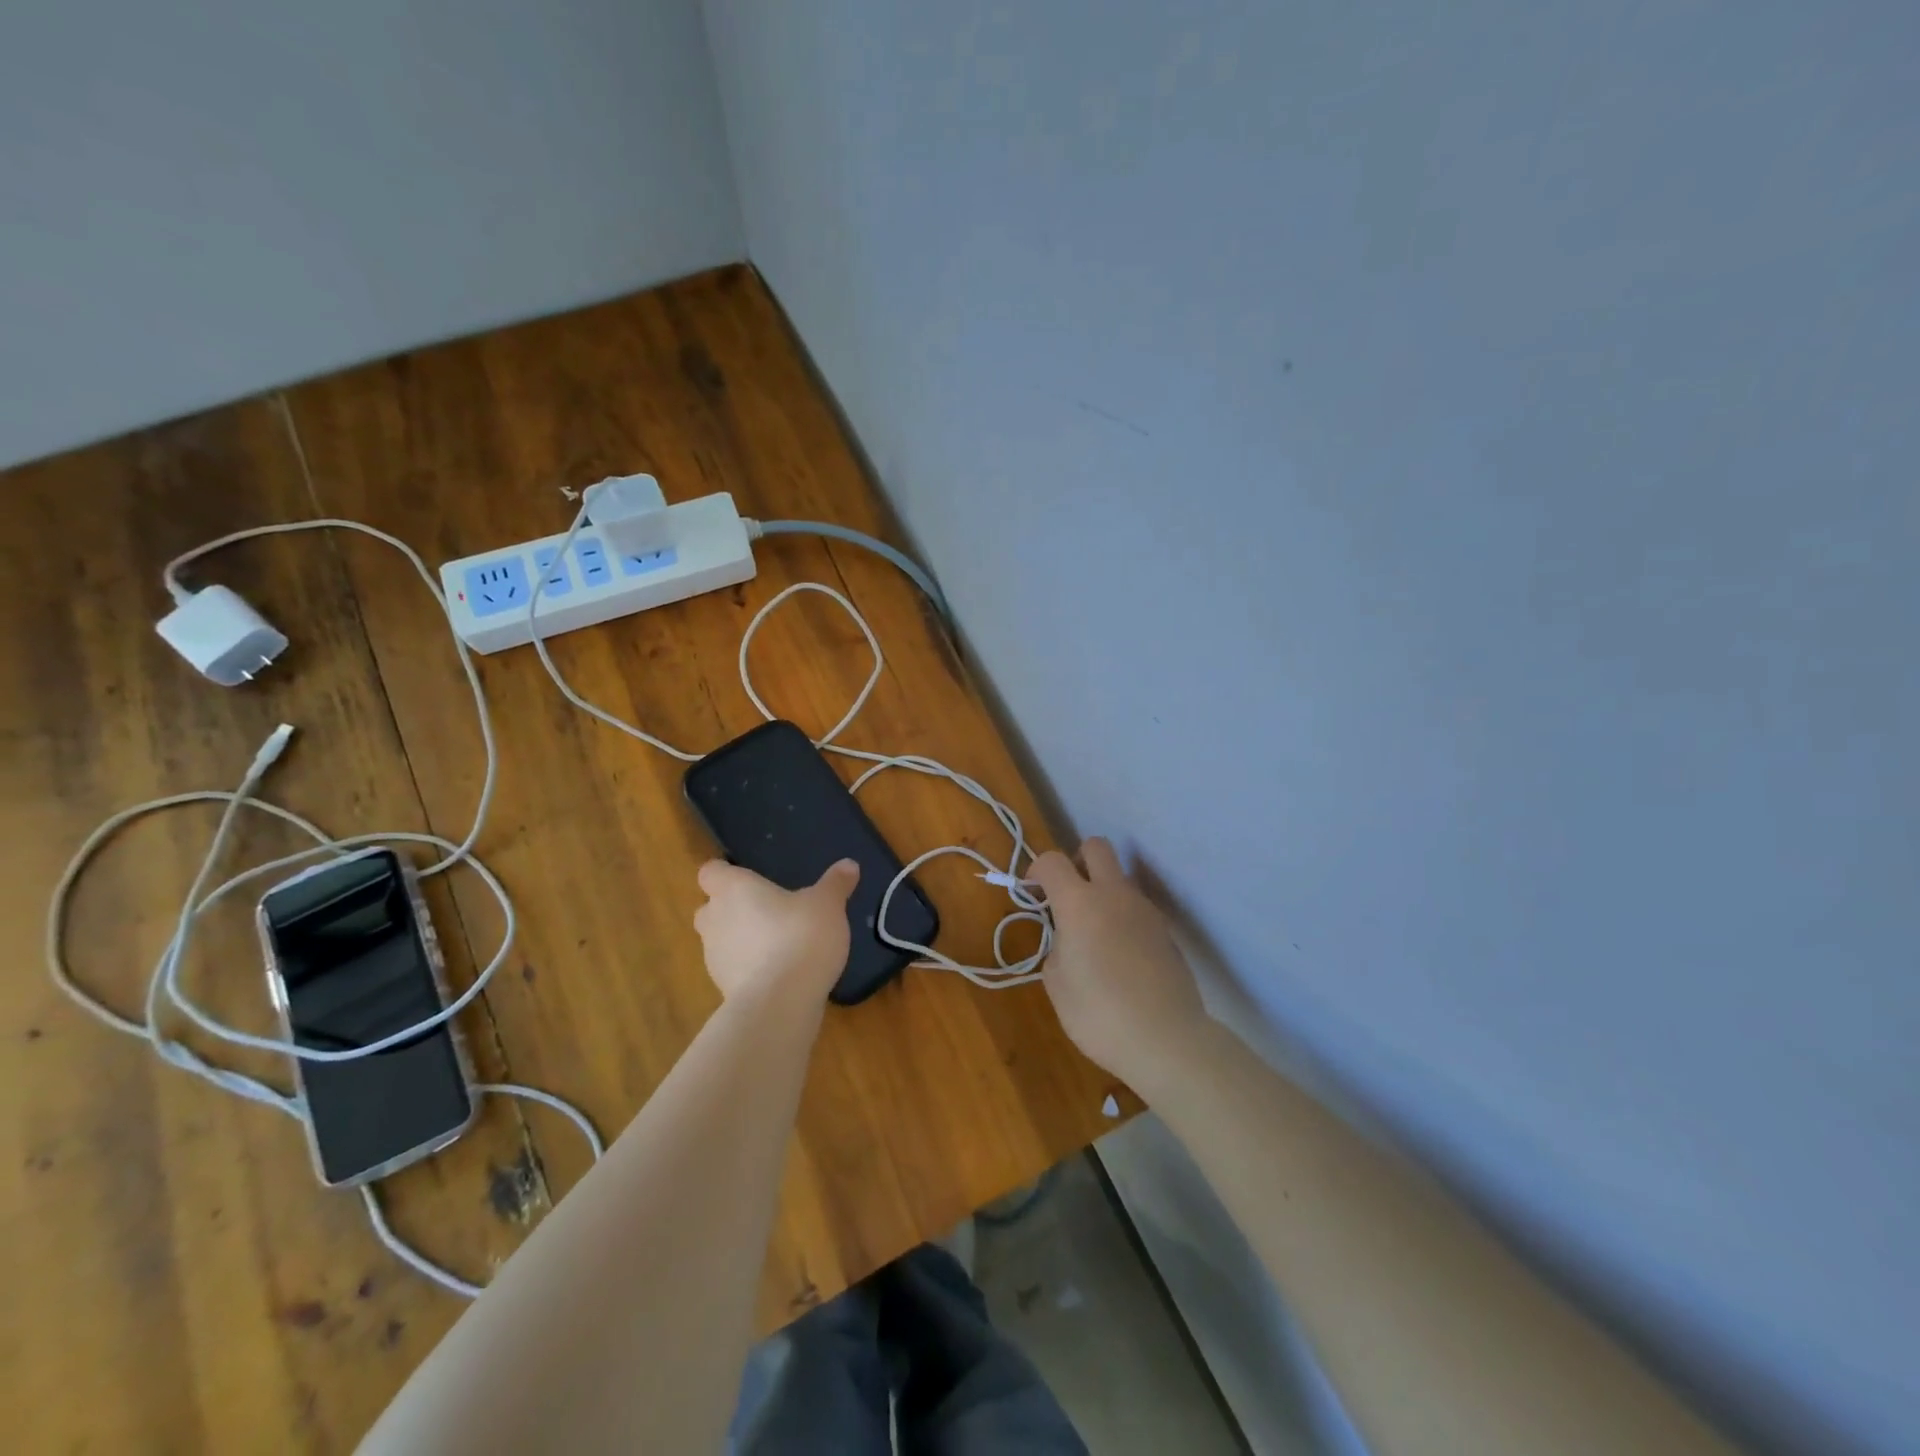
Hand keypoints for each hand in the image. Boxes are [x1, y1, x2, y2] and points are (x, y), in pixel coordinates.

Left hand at [693, 859, 859, 1004]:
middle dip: (730, 908)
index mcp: (734, 889)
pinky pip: (732, 969)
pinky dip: (748, 968)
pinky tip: (778, 972)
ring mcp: (714, 957)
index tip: (746, 877)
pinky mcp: (722, 988)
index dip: (725, 872)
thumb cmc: (800, 936)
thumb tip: (849, 864)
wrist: (780, 1002)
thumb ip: (835, 884)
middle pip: (710, 907)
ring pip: (719, 940)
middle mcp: (715, 919)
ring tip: (775, 943)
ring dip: (740, 939)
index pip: (711, 872)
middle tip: (763, 909)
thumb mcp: (828, 905)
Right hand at [1029, 838, 1209, 1088]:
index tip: (1031, 891)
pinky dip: (1123, 918)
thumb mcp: (1056, 984)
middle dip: (1077, 860)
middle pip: (1096, 847)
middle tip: (1067, 894)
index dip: (1037, 870)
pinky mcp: (1166, 931)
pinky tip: (1120, 957)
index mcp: (1079, 903)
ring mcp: (1145, 910)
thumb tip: (1069, 940)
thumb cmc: (1099, 1014)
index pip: (1052, 861)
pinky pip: (1137, 909)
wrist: (1167, 1040)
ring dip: (1103, 892)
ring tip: (1094, 936)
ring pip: (1120, 879)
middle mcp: (1114, 895)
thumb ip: (1057, 948)